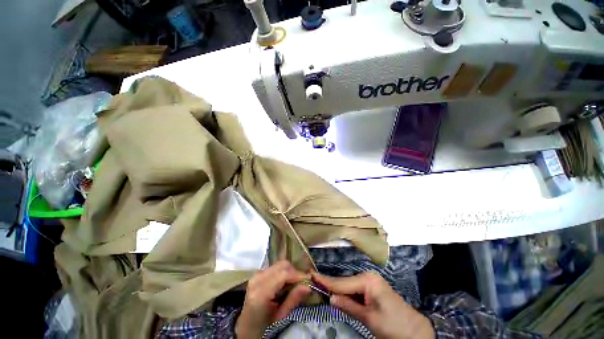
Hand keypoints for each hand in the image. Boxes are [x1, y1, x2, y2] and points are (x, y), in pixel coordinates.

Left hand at [235, 261, 310, 338]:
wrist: (246, 326)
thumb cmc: (264, 325)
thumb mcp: (280, 317)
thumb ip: (293, 300)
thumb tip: (308, 286)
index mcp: (261, 292)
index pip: (283, 274)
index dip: (298, 275)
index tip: (309, 280)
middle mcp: (257, 278)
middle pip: (282, 265)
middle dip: (294, 271)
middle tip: (301, 283)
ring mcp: (256, 274)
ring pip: (279, 264)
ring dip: (289, 271)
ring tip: (293, 283)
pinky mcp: (258, 273)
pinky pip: (274, 267)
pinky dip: (283, 271)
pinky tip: (284, 282)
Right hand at [313, 272, 434, 338]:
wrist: (414, 331)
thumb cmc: (393, 325)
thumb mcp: (369, 318)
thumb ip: (348, 306)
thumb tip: (331, 298)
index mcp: (367, 280)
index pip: (342, 282)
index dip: (326, 281)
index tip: (311, 275)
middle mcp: (368, 277)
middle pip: (344, 282)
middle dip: (331, 285)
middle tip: (314, 283)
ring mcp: (370, 282)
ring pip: (349, 286)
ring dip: (338, 291)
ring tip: (322, 288)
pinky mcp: (372, 289)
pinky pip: (355, 290)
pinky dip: (347, 294)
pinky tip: (339, 296)